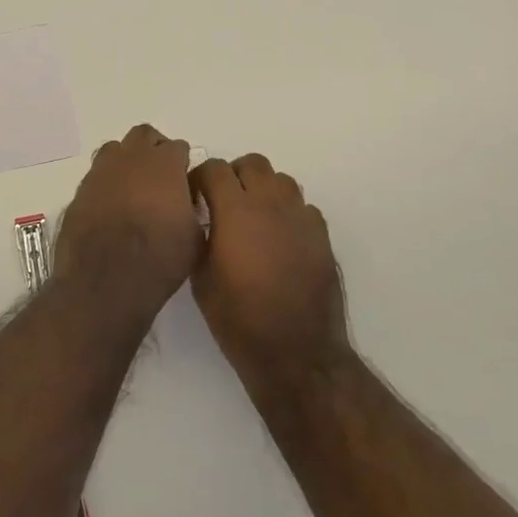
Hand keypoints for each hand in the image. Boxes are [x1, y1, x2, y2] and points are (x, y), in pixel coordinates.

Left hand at [54, 124, 203, 322]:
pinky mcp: (80, 189)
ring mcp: (102, 170)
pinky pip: (97, 175)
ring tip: (133, 188)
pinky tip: (111, 207)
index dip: (182, 164)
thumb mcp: (195, 237)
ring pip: (116, 150)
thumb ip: (192, 209)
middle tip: (160, 177)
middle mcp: (132, 157)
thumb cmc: (159, 259)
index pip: (178, 147)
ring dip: (127, 161)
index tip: (184, 182)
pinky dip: (106, 183)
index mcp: (165, 163)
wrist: (105, 281)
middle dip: (154, 149)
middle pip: (144, 136)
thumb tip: (186, 203)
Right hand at [191, 154, 347, 396]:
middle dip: (234, 176)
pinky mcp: (322, 235)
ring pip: (281, 180)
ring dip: (264, 190)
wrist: (296, 353)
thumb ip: (200, 238)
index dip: (201, 179)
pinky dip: (288, 213)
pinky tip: (280, 239)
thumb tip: (201, 219)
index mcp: (235, 210)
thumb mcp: (201, 279)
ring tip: (254, 218)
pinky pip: (303, 207)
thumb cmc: (239, 319)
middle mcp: (270, 203)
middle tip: (224, 203)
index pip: (215, 168)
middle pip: (252, 163)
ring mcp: (300, 217)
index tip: (195, 198)